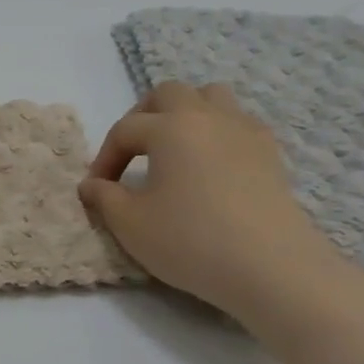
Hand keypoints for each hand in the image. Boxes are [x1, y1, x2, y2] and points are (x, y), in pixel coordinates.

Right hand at [80, 82, 363, 363]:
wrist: (272, 269)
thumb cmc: (191, 241)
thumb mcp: (131, 224)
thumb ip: (104, 198)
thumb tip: (91, 185)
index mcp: (170, 128)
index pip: (125, 129)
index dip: (104, 157)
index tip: (96, 189)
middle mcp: (208, 117)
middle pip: (169, 94)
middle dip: (143, 116)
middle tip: (132, 153)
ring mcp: (245, 132)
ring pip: (211, 97)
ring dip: (185, 114)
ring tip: (172, 148)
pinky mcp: (271, 155)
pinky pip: (238, 123)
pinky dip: (217, 132)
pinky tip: (209, 165)